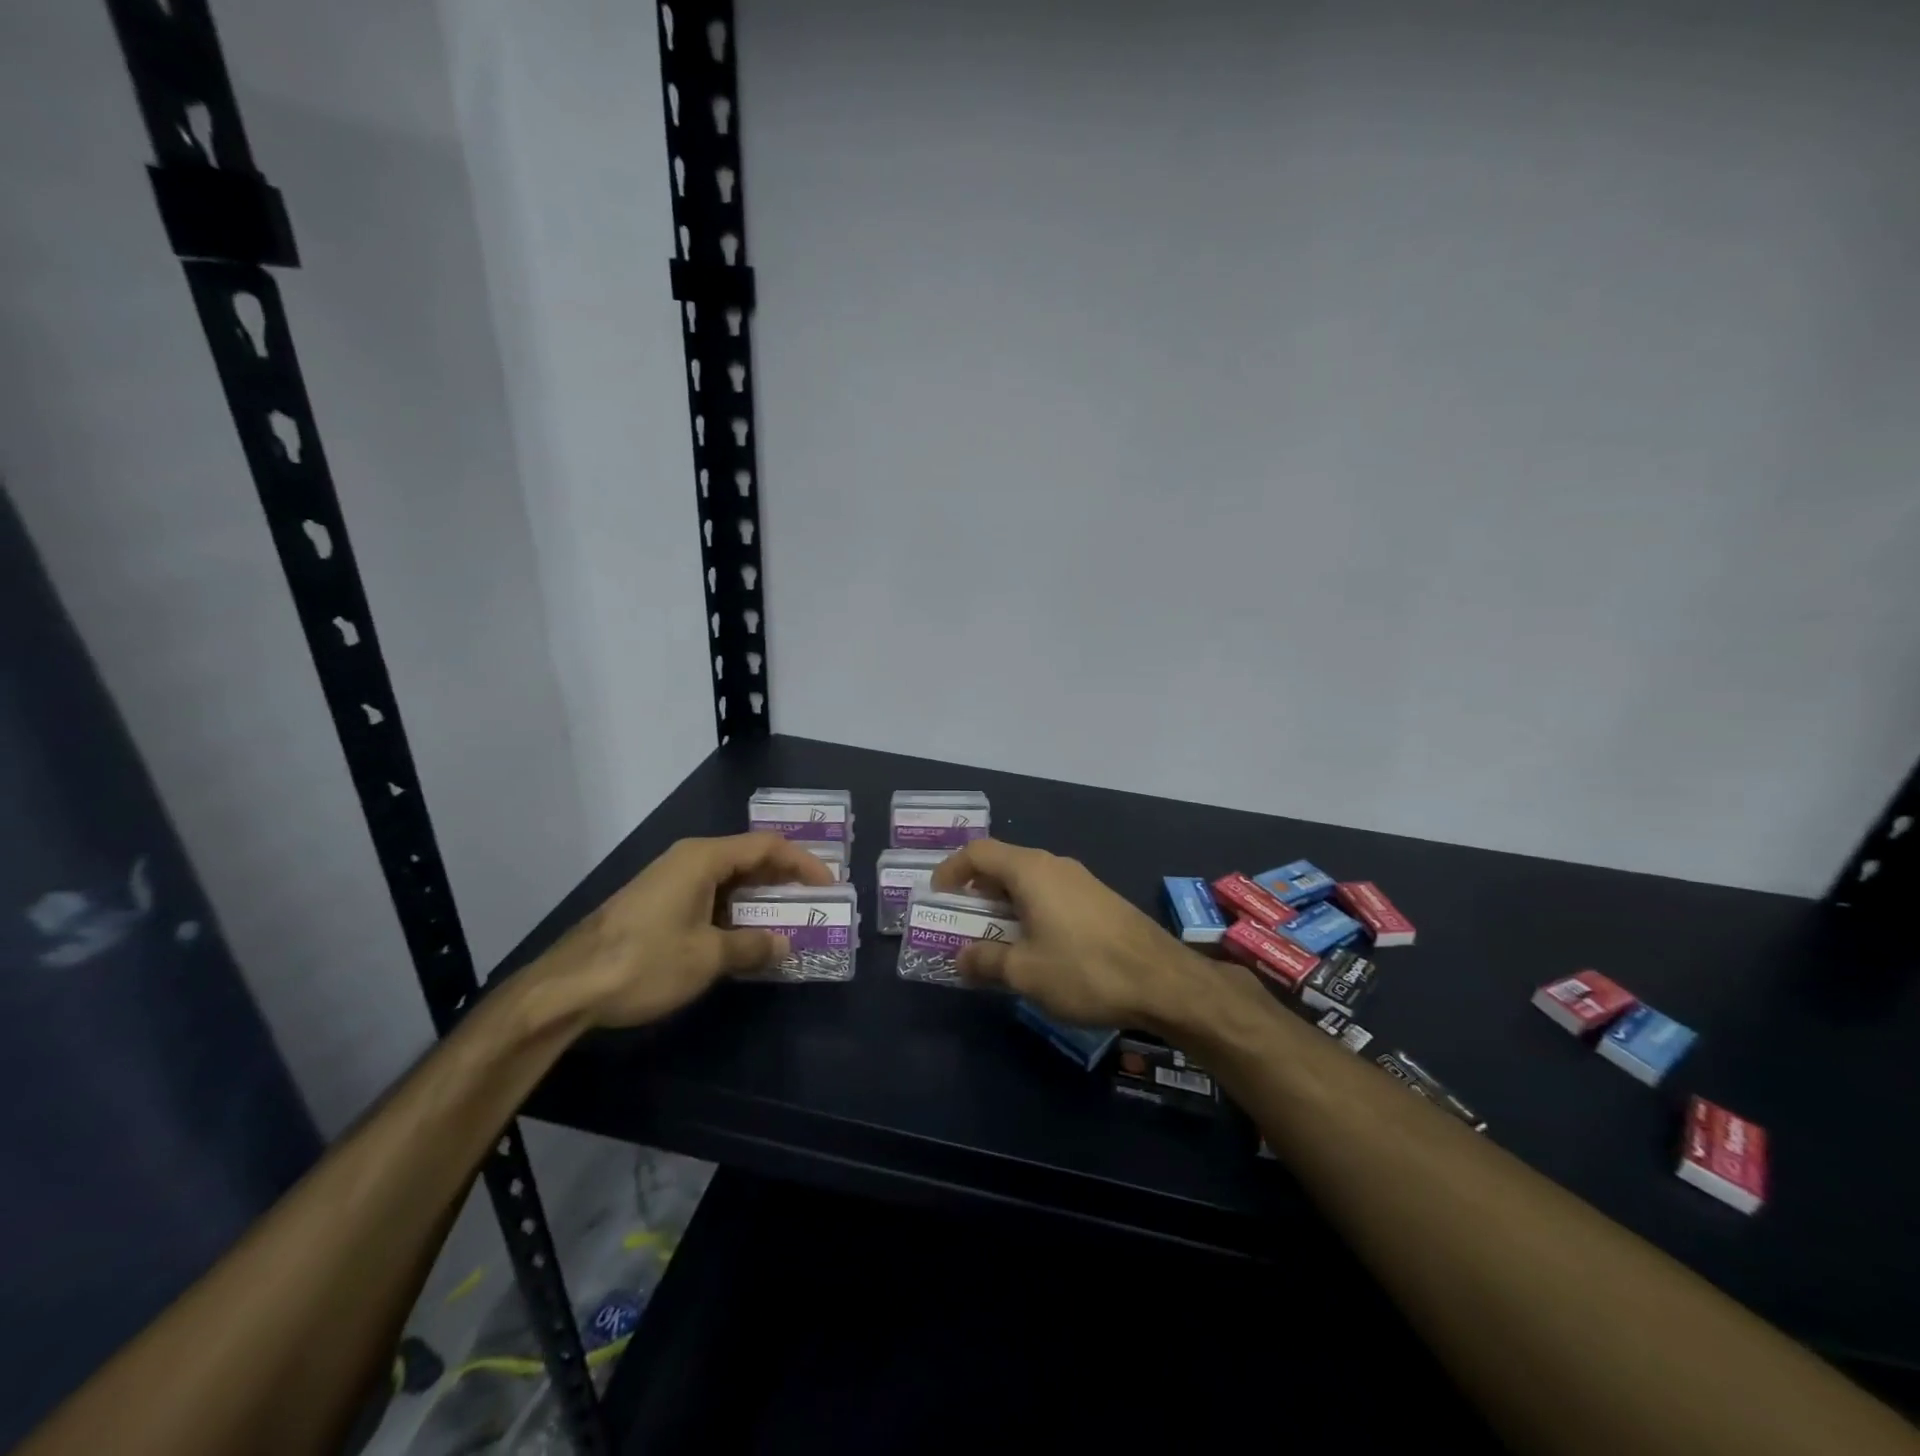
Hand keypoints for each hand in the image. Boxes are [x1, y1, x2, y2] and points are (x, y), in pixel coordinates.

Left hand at [538, 833, 834, 1026]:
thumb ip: (752, 946)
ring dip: (759, 898)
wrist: (567, 987)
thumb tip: (784, 944)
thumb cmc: (645, 962)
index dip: (803, 863)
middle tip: (813, 902)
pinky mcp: (657, 904)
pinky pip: (709, 896)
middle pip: (748, 858)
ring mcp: (669, 881)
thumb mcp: (707, 957)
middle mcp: (688, 860)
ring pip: (728, 879)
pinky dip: (734, 911)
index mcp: (703, 859)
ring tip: (787, 921)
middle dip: (783, 879)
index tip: (828, 885)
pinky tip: (744, 937)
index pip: (766, 846)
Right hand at [929, 839, 1210, 1029]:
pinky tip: (1034, 945)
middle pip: (1003, 863)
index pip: (979, 852)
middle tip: (960, 922)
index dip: (951, 870)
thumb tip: (961, 957)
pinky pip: (1051, 894)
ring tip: (993, 938)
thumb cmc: (1085, 970)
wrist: (1164, 981)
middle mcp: (1055, 865)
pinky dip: (1030, 910)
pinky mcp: (1099, 900)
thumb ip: (986, 961)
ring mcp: (1081, 880)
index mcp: (1031, 871)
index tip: (937, 897)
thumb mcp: (1025, 972)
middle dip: (976, 891)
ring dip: (1004, 904)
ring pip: (1029, 881)